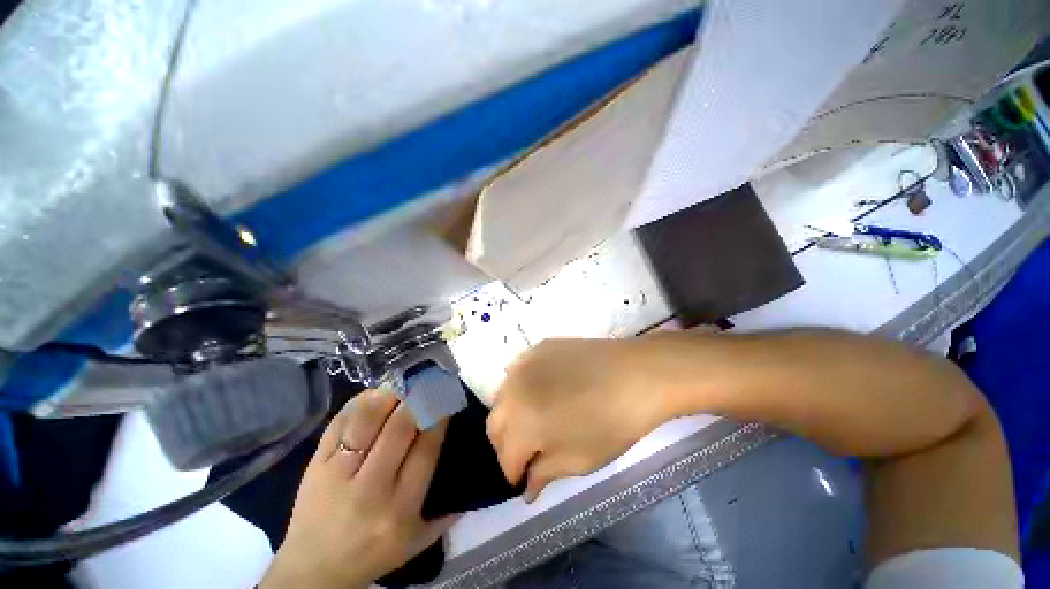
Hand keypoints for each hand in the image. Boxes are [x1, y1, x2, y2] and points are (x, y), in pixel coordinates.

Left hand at [260, 389, 453, 588]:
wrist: (312, 571)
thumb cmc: (371, 555)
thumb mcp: (416, 543)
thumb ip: (445, 514)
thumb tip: (471, 478)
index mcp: (399, 508)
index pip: (426, 449)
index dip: (438, 417)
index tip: (447, 398)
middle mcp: (370, 488)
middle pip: (398, 429)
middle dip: (418, 400)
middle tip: (429, 382)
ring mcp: (338, 475)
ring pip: (366, 422)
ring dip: (388, 396)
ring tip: (403, 383)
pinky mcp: (315, 466)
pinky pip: (338, 425)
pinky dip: (357, 404)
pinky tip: (373, 393)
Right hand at [486, 338, 669, 501]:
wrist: (636, 374)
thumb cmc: (611, 424)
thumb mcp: (578, 460)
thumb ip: (544, 473)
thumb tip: (527, 487)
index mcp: (520, 425)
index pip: (505, 459)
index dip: (514, 474)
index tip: (524, 480)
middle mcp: (512, 392)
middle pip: (494, 425)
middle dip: (505, 445)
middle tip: (525, 453)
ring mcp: (523, 364)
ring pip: (502, 396)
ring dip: (510, 414)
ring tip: (529, 421)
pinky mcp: (537, 348)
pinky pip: (517, 370)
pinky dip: (519, 385)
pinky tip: (535, 388)